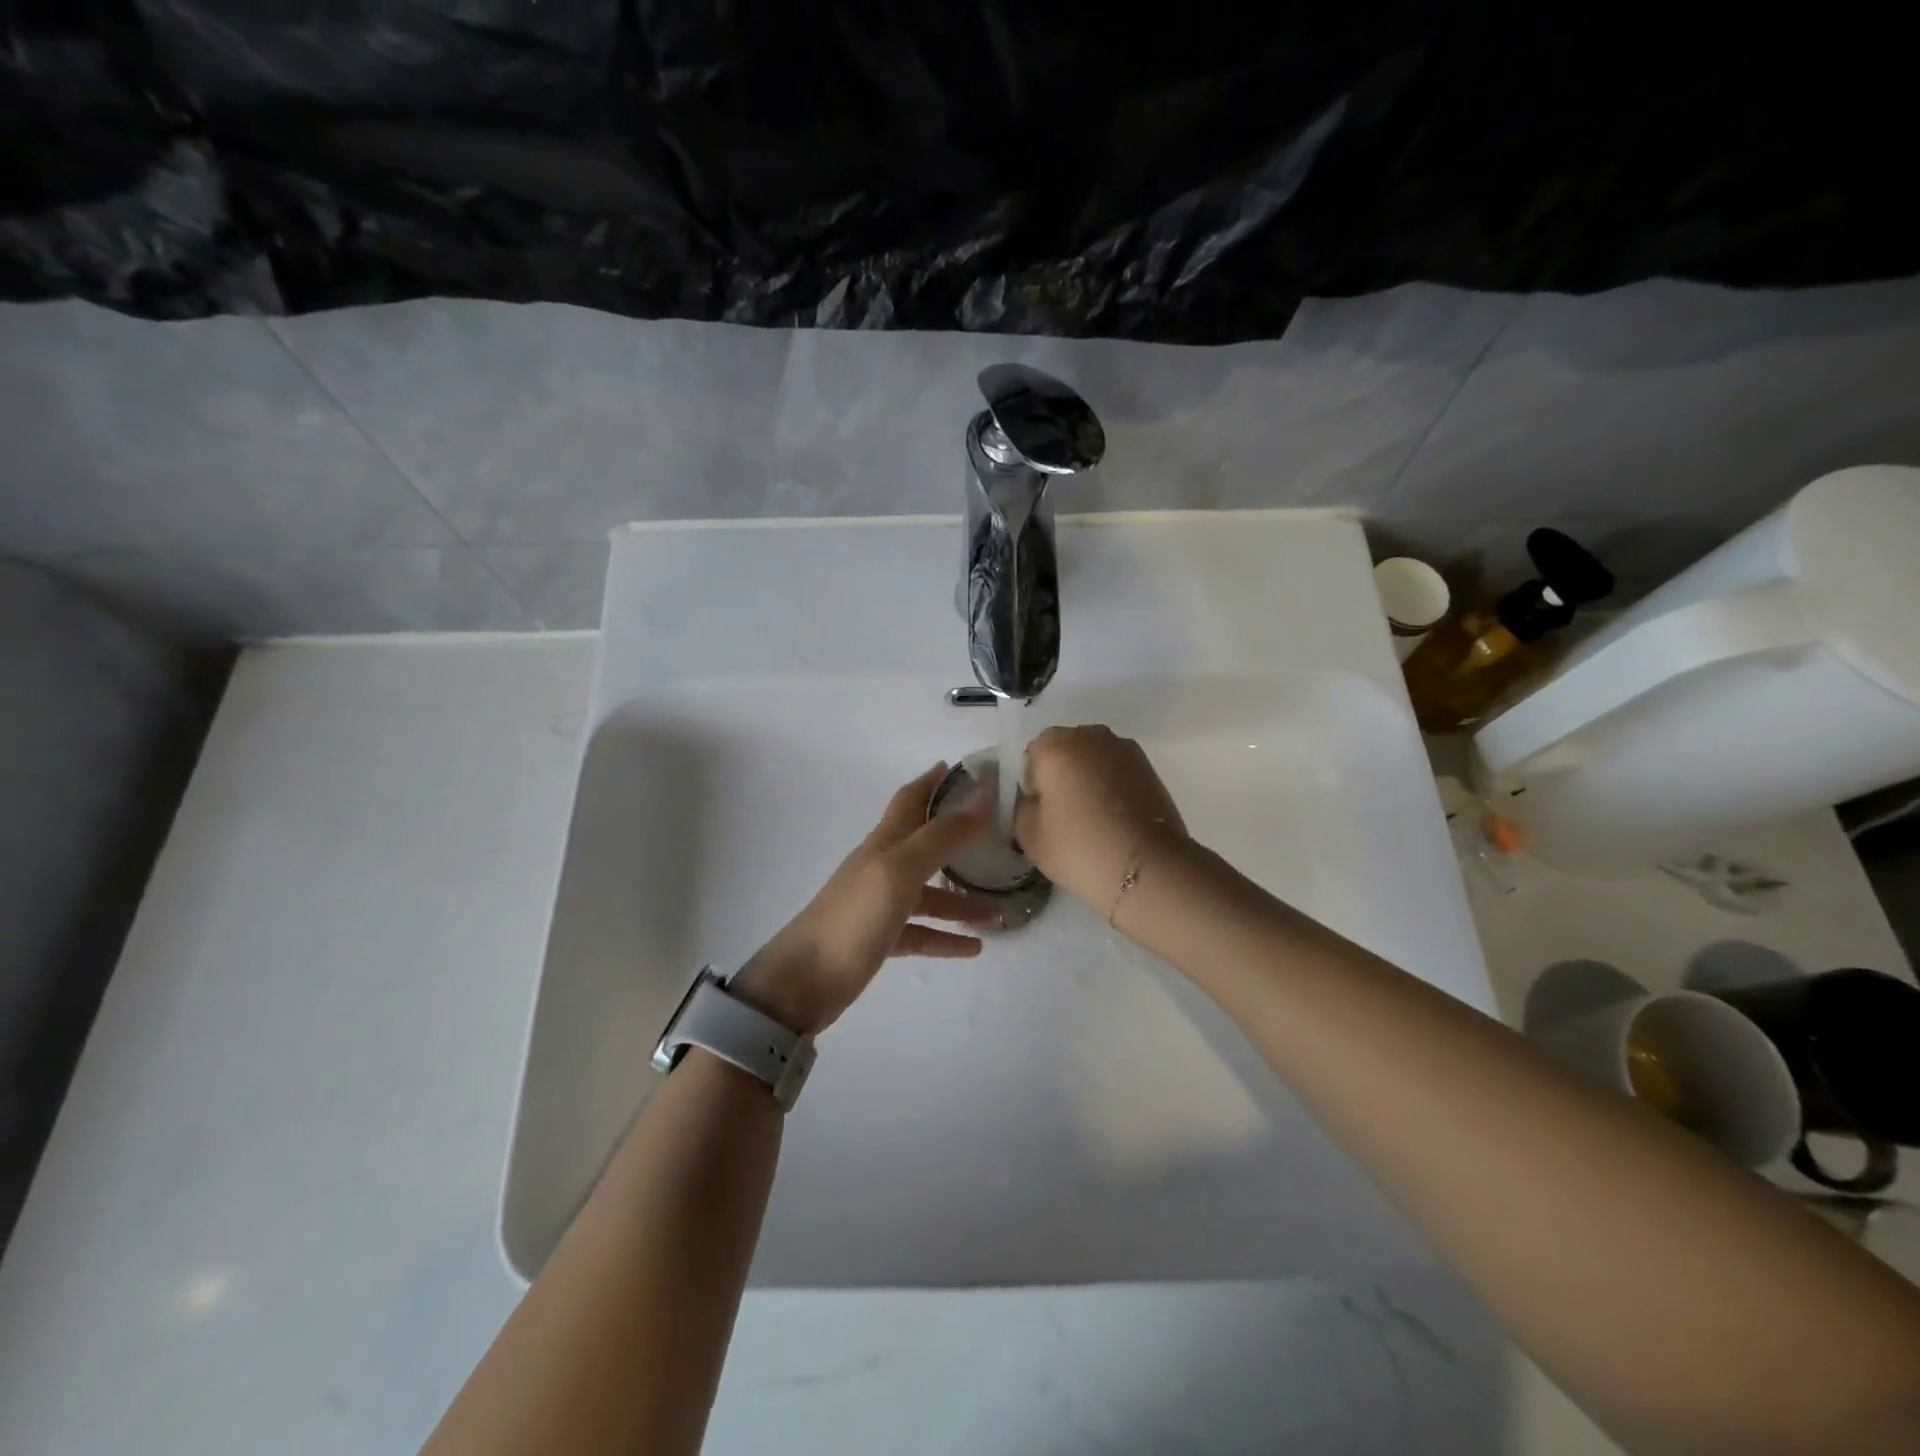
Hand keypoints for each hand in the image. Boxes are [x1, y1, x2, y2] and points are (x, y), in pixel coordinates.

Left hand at [731, 764, 999, 1033]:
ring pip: (929, 894)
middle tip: (995, 836)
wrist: (803, 982)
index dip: (931, 781)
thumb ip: (941, 836)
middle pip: (924, 844)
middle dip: (957, 837)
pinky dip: (946, 937)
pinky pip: (921, 932)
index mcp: (884, 844)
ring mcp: (879, 905)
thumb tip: (982, 796)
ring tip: (999, 912)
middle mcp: (882, 867)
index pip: (910, 800)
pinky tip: (974, 947)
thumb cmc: (854, 918)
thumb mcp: (900, 871)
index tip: (958, 767)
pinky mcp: (879, 940)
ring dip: (962, 899)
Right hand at [1015, 726, 1189, 915]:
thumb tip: (1037, 799)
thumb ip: (1023, 806)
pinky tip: (1115, 819)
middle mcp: (1090, 735)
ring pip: (1094, 760)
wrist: (1147, 867)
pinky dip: (1112, 787)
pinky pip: (1117, 772)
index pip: (1032, 756)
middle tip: (1064, 816)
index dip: (1033, 784)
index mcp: (1055, 744)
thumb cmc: (1078, 847)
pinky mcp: (1150, 767)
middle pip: (1065, 752)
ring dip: (1089, 780)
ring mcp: (1125, 748)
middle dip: (1062, 776)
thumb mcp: (1028, 834)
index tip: (1041, 813)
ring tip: (1093, 819)